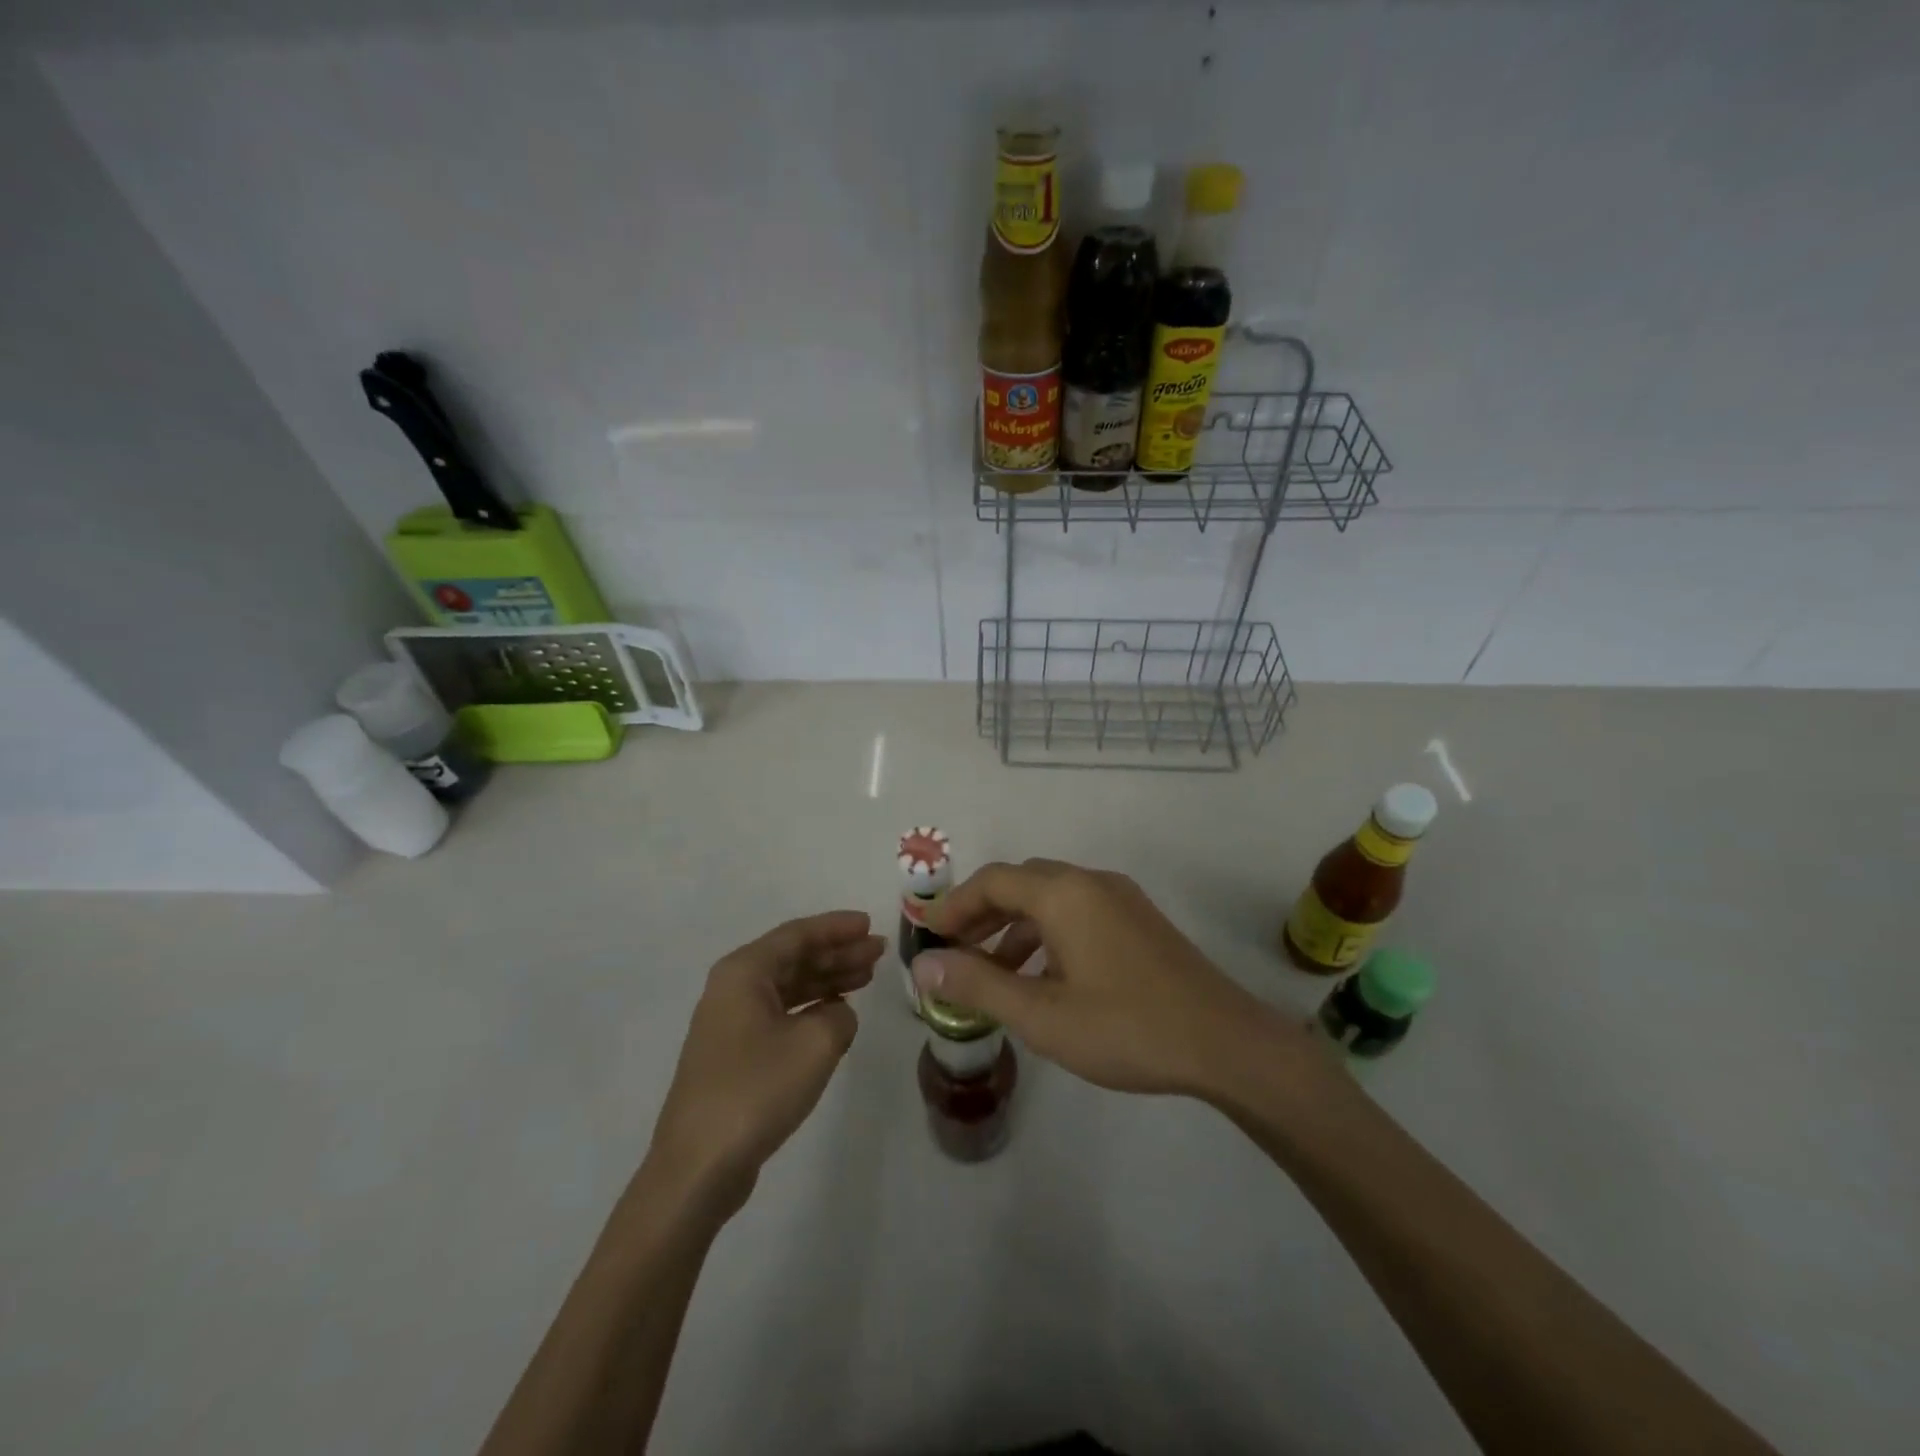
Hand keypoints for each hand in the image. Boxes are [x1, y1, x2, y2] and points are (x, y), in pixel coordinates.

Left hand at [644, 911, 883, 1217]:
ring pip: (788, 987)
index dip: (836, 928)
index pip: (798, 935)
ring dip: (827, 980)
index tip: (870, 924)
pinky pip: (781, 1014)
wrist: (699, 1166)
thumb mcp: (816, 1044)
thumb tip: (838, 1014)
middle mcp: (733, 989)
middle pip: (793, 958)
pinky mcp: (735, 1055)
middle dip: (837, 953)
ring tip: (866, 978)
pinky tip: (837, 1013)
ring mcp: (730, 1023)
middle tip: (877, 952)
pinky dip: (811, 1008)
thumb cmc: (757, 1090)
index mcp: (744, 972)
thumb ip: (840, 1016)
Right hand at [918, 860, 1313, 1100]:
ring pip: (1050, 899)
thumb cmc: (1127, 1027)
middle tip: (952, 949)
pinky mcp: (1139, 921)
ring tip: (989, 972)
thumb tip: (923, 964)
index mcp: (1065, 893)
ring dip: (1013, 927)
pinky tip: (1041, 977)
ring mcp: (1120, 899)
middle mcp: (1091, 882)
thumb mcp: (1042, 1015)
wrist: (1226, 1044)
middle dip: (981, 913)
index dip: (954, 904)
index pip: (993, 880)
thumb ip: (978, 985)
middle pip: (1020, 883)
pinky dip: (1046, 935)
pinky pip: (1077, 913)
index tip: (925, 933)